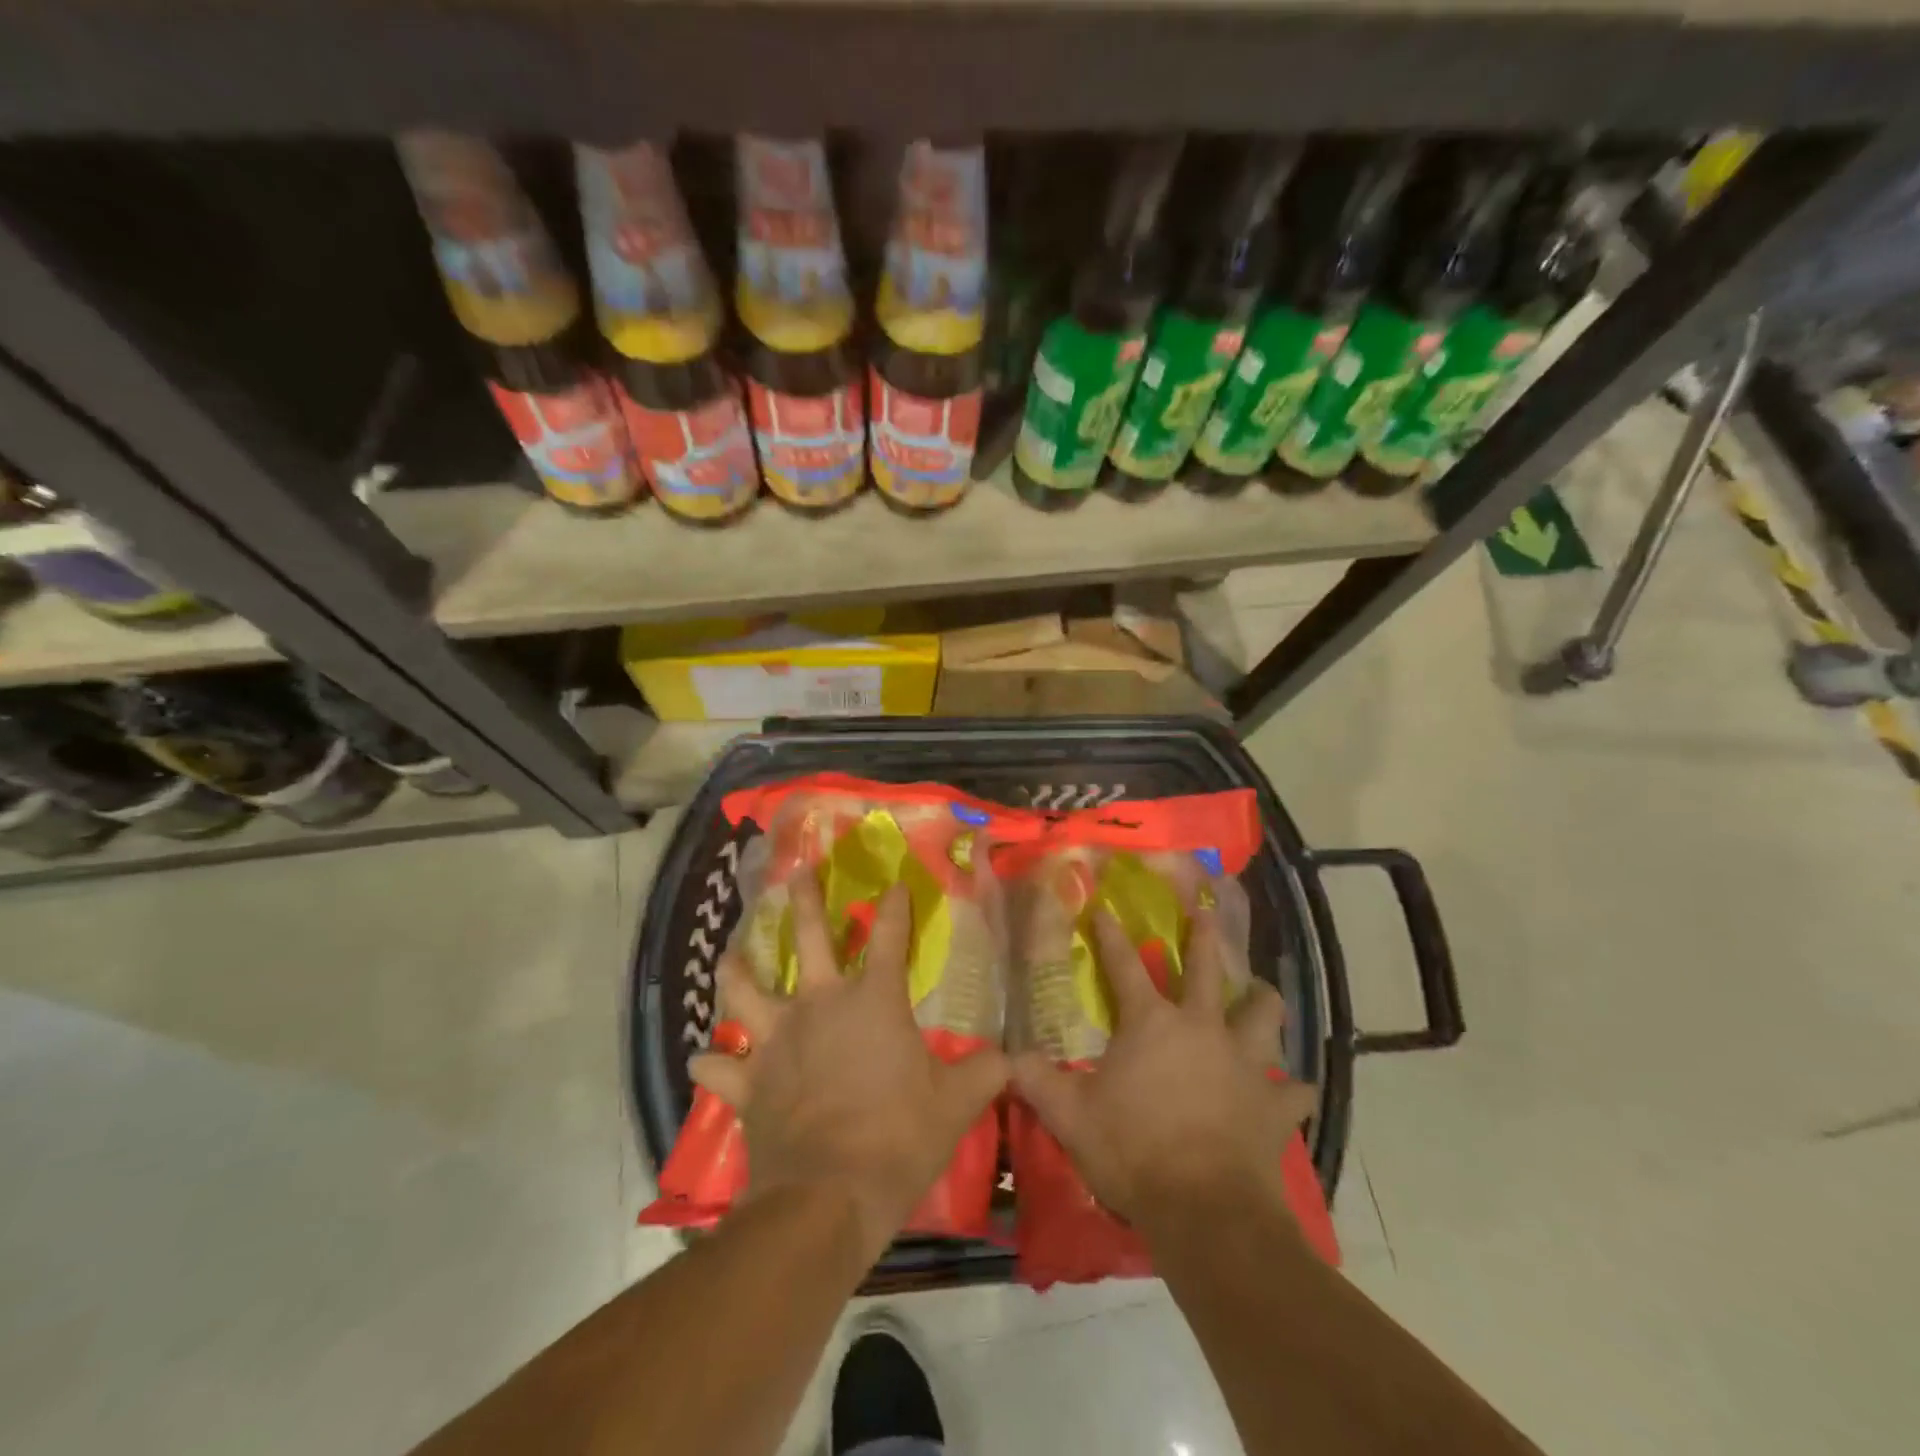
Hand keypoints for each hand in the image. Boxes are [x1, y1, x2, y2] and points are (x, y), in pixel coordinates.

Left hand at [690, 875, 1008, 1258]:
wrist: (828, 1197)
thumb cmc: (897, 1139)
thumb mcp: (956, 1105)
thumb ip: (985, 1072)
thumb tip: (1013, 1058)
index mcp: (873, 1001)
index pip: (889, 937)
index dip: (894, 907)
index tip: (894, 883)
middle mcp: (819, 1005)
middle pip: (810, 939)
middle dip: (805, 902)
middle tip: (796, 874)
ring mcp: (777, 1039)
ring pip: (744, 990)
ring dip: (735, 971)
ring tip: (729, 955)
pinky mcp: (748, 1081)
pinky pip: (718, 1066)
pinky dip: (710, 1062)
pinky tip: (703, 1059)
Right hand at [1013, 908, 1315, 1235]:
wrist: (1203, 1211)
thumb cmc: (1132, 1151)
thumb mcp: (1069, 1115)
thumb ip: (1036, 1080)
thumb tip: (1007, 1057)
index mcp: (1151, 1024)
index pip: (1124, 966)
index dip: (1111, 935)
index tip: (1105, 908)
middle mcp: (1202, 1029)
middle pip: (1207, 970)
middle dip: (1205, 938)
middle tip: (1208, 914)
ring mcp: (1245, 1064)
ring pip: (1264, 1016)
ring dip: (1263, 1002)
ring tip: (1261, 993)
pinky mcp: (1274, 1106)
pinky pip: (1294, 1090)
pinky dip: (1292, 1088)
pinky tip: (1293, 1090)